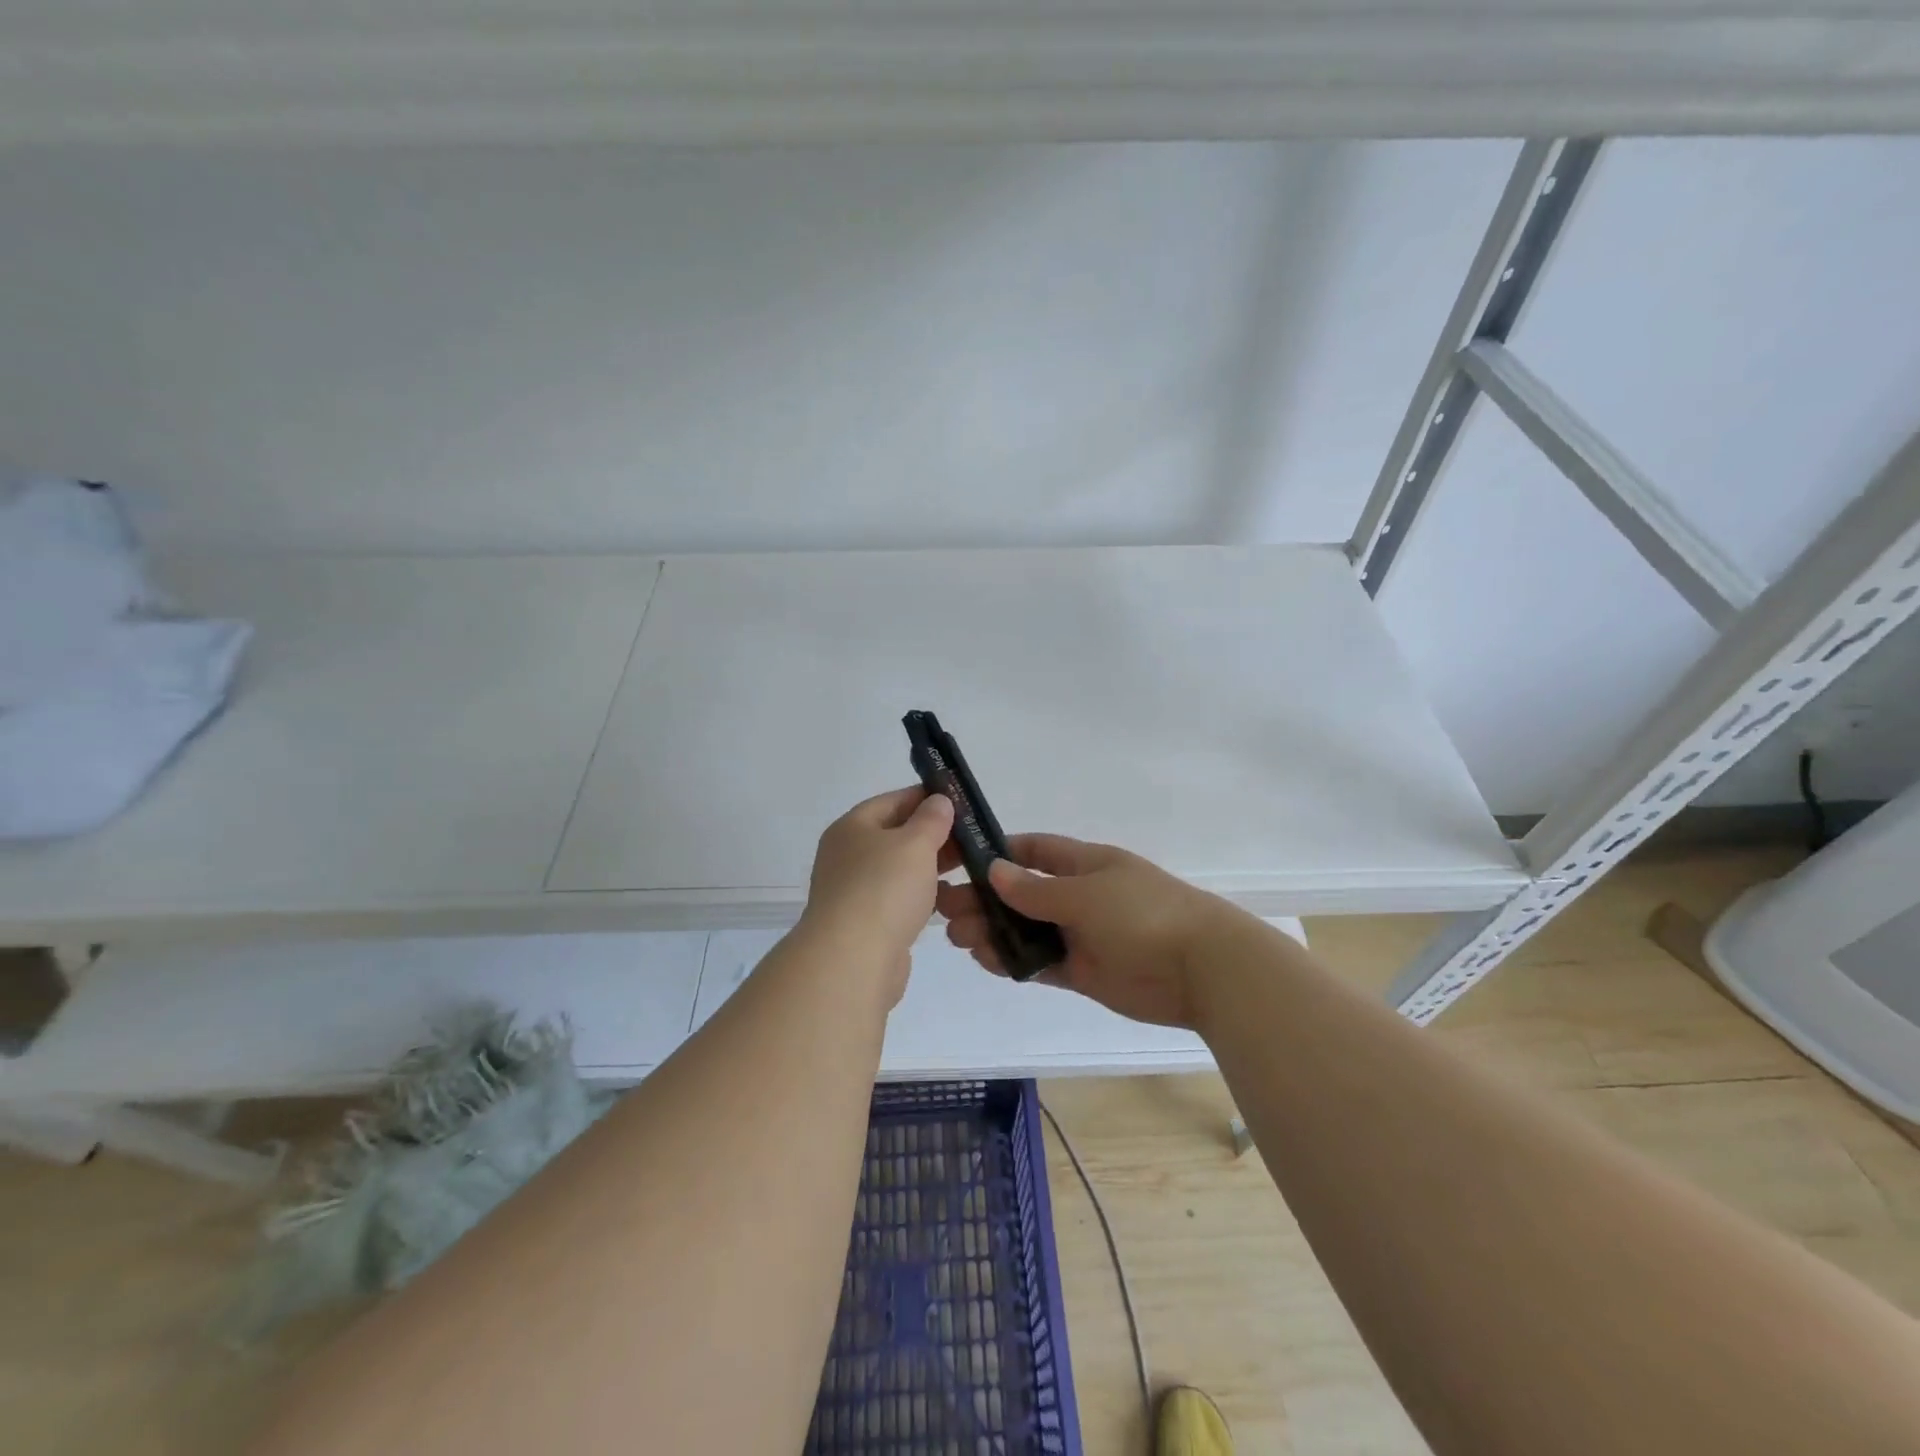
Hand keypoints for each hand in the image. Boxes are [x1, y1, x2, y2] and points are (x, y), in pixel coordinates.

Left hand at [799, 787, 953, 1006]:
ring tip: (968, 866)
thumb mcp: (915, 843)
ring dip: (930, 867)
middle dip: (933, 834)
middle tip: (972, 836)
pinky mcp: (866, 924)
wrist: (853, 960)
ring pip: (899, 870)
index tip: (960, 801)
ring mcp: (854, 891)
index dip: (926, 797)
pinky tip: (947, 899)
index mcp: (851, 828)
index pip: (892, 801)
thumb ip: (931, 819)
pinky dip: (921, 896)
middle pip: (895, 835)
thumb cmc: (884, 888)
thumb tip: (938, 801)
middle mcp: (847, 856)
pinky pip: (898, 899)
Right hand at [935, 834, 1233, 1029]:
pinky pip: (1041, 963)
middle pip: (1023, 894)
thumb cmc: (1142, 914)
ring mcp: (1082, 935)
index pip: (1036, 850)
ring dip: (994, 932)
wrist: (1201, 969)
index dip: (1000, 853)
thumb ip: (1036, 889)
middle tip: (946, 912)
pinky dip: (1015, 962)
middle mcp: (1080, 896)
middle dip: (986, 900)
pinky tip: (987, 961)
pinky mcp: (1085, 972)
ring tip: (960, 940)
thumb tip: (994, 871)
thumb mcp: (1085, 893)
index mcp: (1085, 864)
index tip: (961, 861)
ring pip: (1028, 931)